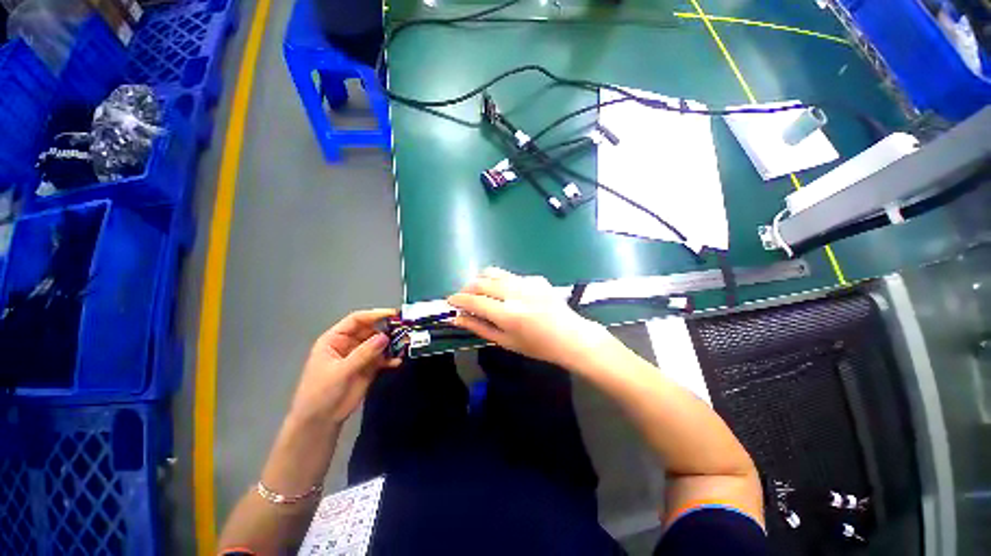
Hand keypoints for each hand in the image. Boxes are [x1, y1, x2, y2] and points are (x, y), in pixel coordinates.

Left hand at [288, 309, 400, 426]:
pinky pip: (384, 358)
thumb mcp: (340, 371)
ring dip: (392, 343)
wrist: (320, 421)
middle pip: (371, 329)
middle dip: (387, 329)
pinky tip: (398, 361)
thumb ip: (363, 353)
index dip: (375, 315)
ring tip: (406, 344)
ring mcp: (360, 355)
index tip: (394, 314)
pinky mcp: (369, 367)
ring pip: (380, 343)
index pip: (357, 320)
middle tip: (405, 329)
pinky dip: (392, 358)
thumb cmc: (321, 392)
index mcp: (336, 339)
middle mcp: (350, 344)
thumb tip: (385, 337)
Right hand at [447, 268, 618, 370]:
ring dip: (481, 280)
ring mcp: (527, 282)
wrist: (571, 336)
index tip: (449, 301)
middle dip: (467, 288)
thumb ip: (479, 328)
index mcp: (508, 314)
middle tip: (464, 298)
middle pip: (481, 282)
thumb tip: (455, 319)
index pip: (474, 300)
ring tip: (480, 292)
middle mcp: (515, 293)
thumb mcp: (505, 342)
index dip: (458, 299)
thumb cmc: (538, 347)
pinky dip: (501, 282)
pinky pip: (510, 276)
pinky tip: (507, 294)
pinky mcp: (536, 278)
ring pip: (494, 272)